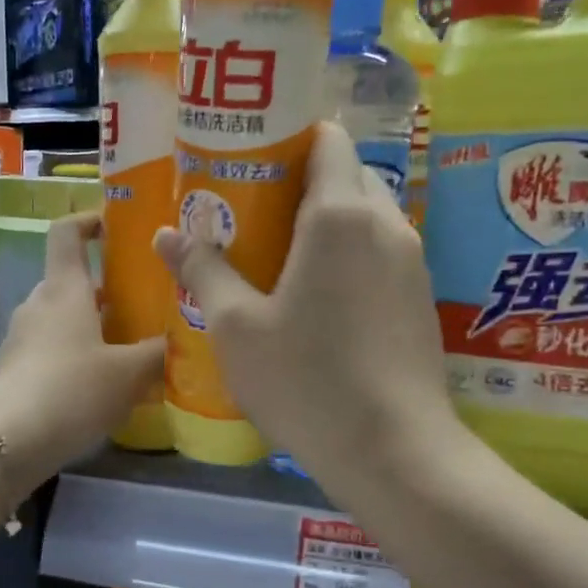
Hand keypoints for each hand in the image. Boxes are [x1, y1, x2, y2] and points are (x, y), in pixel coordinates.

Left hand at [0, 212, 164, 493]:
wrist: (5, 442)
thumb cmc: (72, 391)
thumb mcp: (128, 374)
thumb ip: (157, 353)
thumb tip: (178, 339)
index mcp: (64, 290)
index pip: (67, 233)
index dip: (89, 221)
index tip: (115, 226)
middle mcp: (38, 305)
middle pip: (72, 281)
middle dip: (107, 290)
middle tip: (144, 305)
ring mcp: (21, 338)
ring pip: (63, 319)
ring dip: (93, 327)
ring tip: (130, 350)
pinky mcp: (14, 371)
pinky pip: (51, 349)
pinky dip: (76, 355)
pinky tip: (101, 386)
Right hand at [154, 122, 455, 488]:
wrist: (394, 450)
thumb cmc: (306, 380)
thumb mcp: (236, 327)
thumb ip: (203, 271)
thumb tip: (166, 234)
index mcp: (340, 214)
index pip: (327, 139)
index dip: (289, 138)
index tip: (250, 160)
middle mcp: (386, 225)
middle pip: (346, 176)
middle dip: (301, 183)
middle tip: (252, 213)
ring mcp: (412, 263)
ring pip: (366, 218)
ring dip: (326, 223)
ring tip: (278, 256)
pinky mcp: (420, 300)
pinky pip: (380, 254)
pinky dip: (349, 256)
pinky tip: (317, 299)